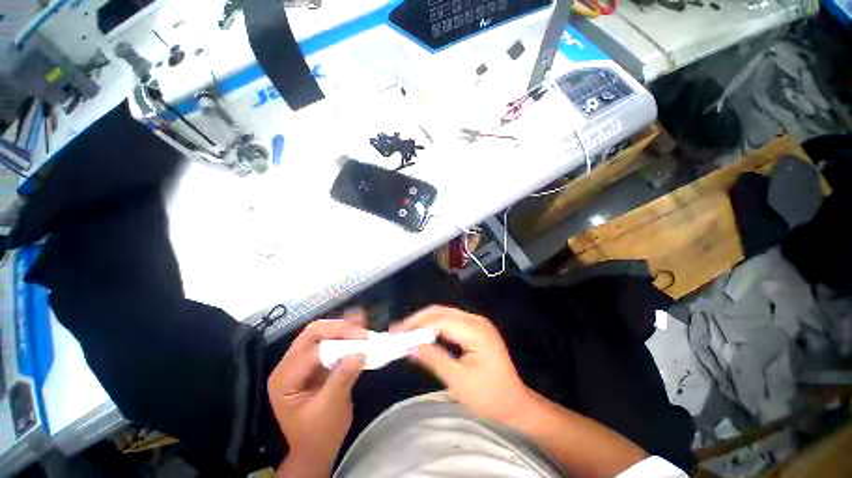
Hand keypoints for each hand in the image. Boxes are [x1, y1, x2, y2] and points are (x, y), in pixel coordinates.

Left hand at [268, 310, 367, 472]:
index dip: (338, 341)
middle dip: (339, 328)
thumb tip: (359, 353)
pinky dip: (343, 335)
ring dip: (342, 328)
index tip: (364, 339)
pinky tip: (356, 331)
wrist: (315, 449)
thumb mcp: (330, 409)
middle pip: (312, 334)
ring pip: (320, 333)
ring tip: (362, 324)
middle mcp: (288, 366)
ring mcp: (300, 362)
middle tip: (362, 330)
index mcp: (285, 379)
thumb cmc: (319, 434)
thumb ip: (342, 379)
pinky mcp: (312, 362)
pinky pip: (327, 341)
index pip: (312, 351)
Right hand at [392, 305, 530, 424]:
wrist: (514, 403)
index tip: (396, 332)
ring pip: (445, 314)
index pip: (439, 320)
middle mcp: (476, 320)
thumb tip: (409, 345)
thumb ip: (433, 358)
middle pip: (441, 312)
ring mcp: (477, 323)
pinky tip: (425, 334)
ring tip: (407, 332)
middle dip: (418, 320)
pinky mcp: (476, 329)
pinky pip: (451, 321)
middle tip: (398, 331)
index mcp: (474, 330)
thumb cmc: (488, 396)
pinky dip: (435, 326)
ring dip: (425, 322)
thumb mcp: (457, 380)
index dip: (415, 324)